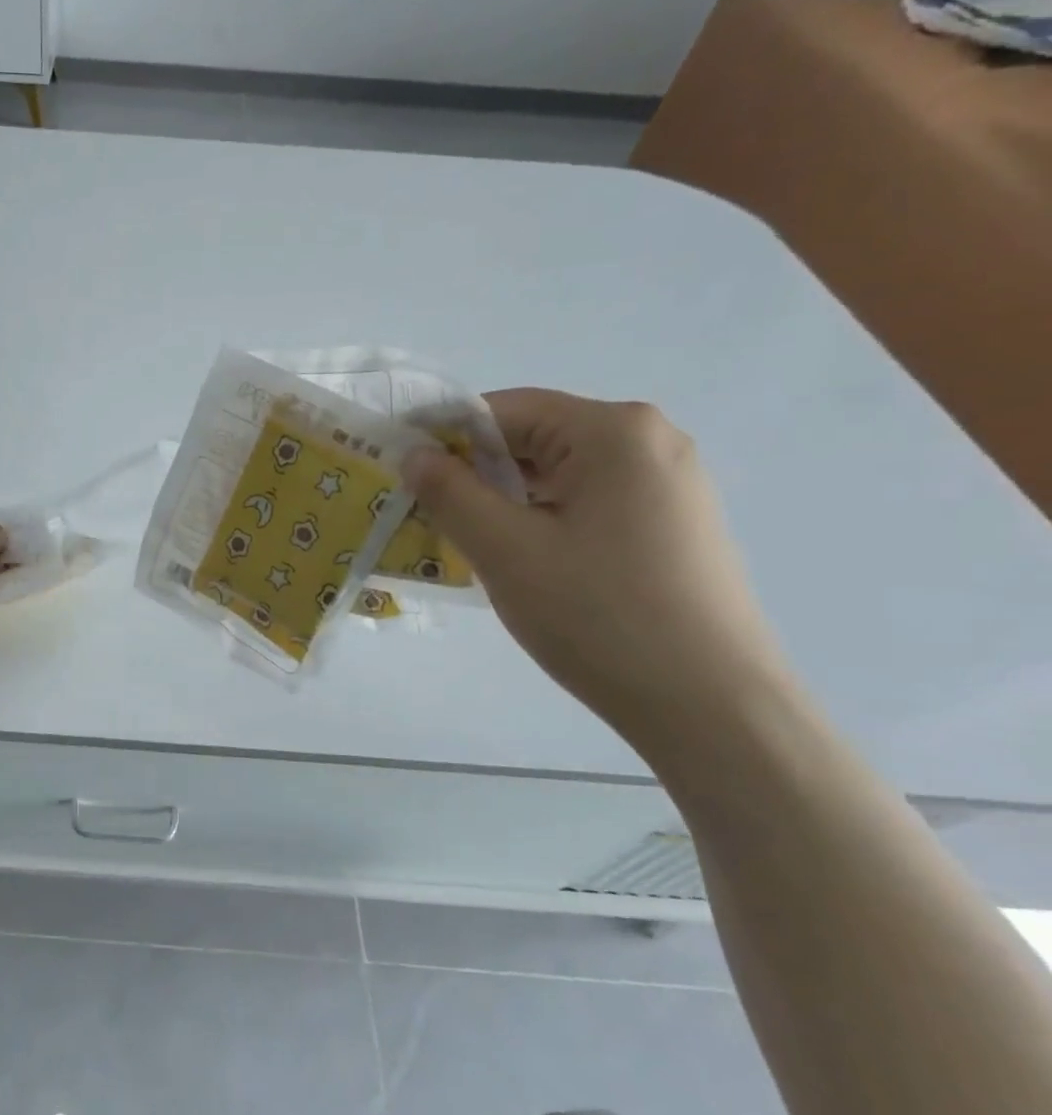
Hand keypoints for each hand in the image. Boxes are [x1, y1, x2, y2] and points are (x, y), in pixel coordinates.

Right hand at [404, 390, 794, 743]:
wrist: (712, 705)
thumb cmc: (599, 615)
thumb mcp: (504, 550)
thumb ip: (449, 492)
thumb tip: (414, 454)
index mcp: (613, 431)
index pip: (504, 409)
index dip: (443, 436)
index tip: (401, 474)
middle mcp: (650, 441)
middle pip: (533, 438)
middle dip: (474, 473)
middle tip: (426, 515)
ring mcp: (668, 483)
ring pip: (557, 474)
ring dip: (504, 500)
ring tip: (466, 544)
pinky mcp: (673, 523)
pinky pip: (586, 501)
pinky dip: (541, 519)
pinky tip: (521, 561)